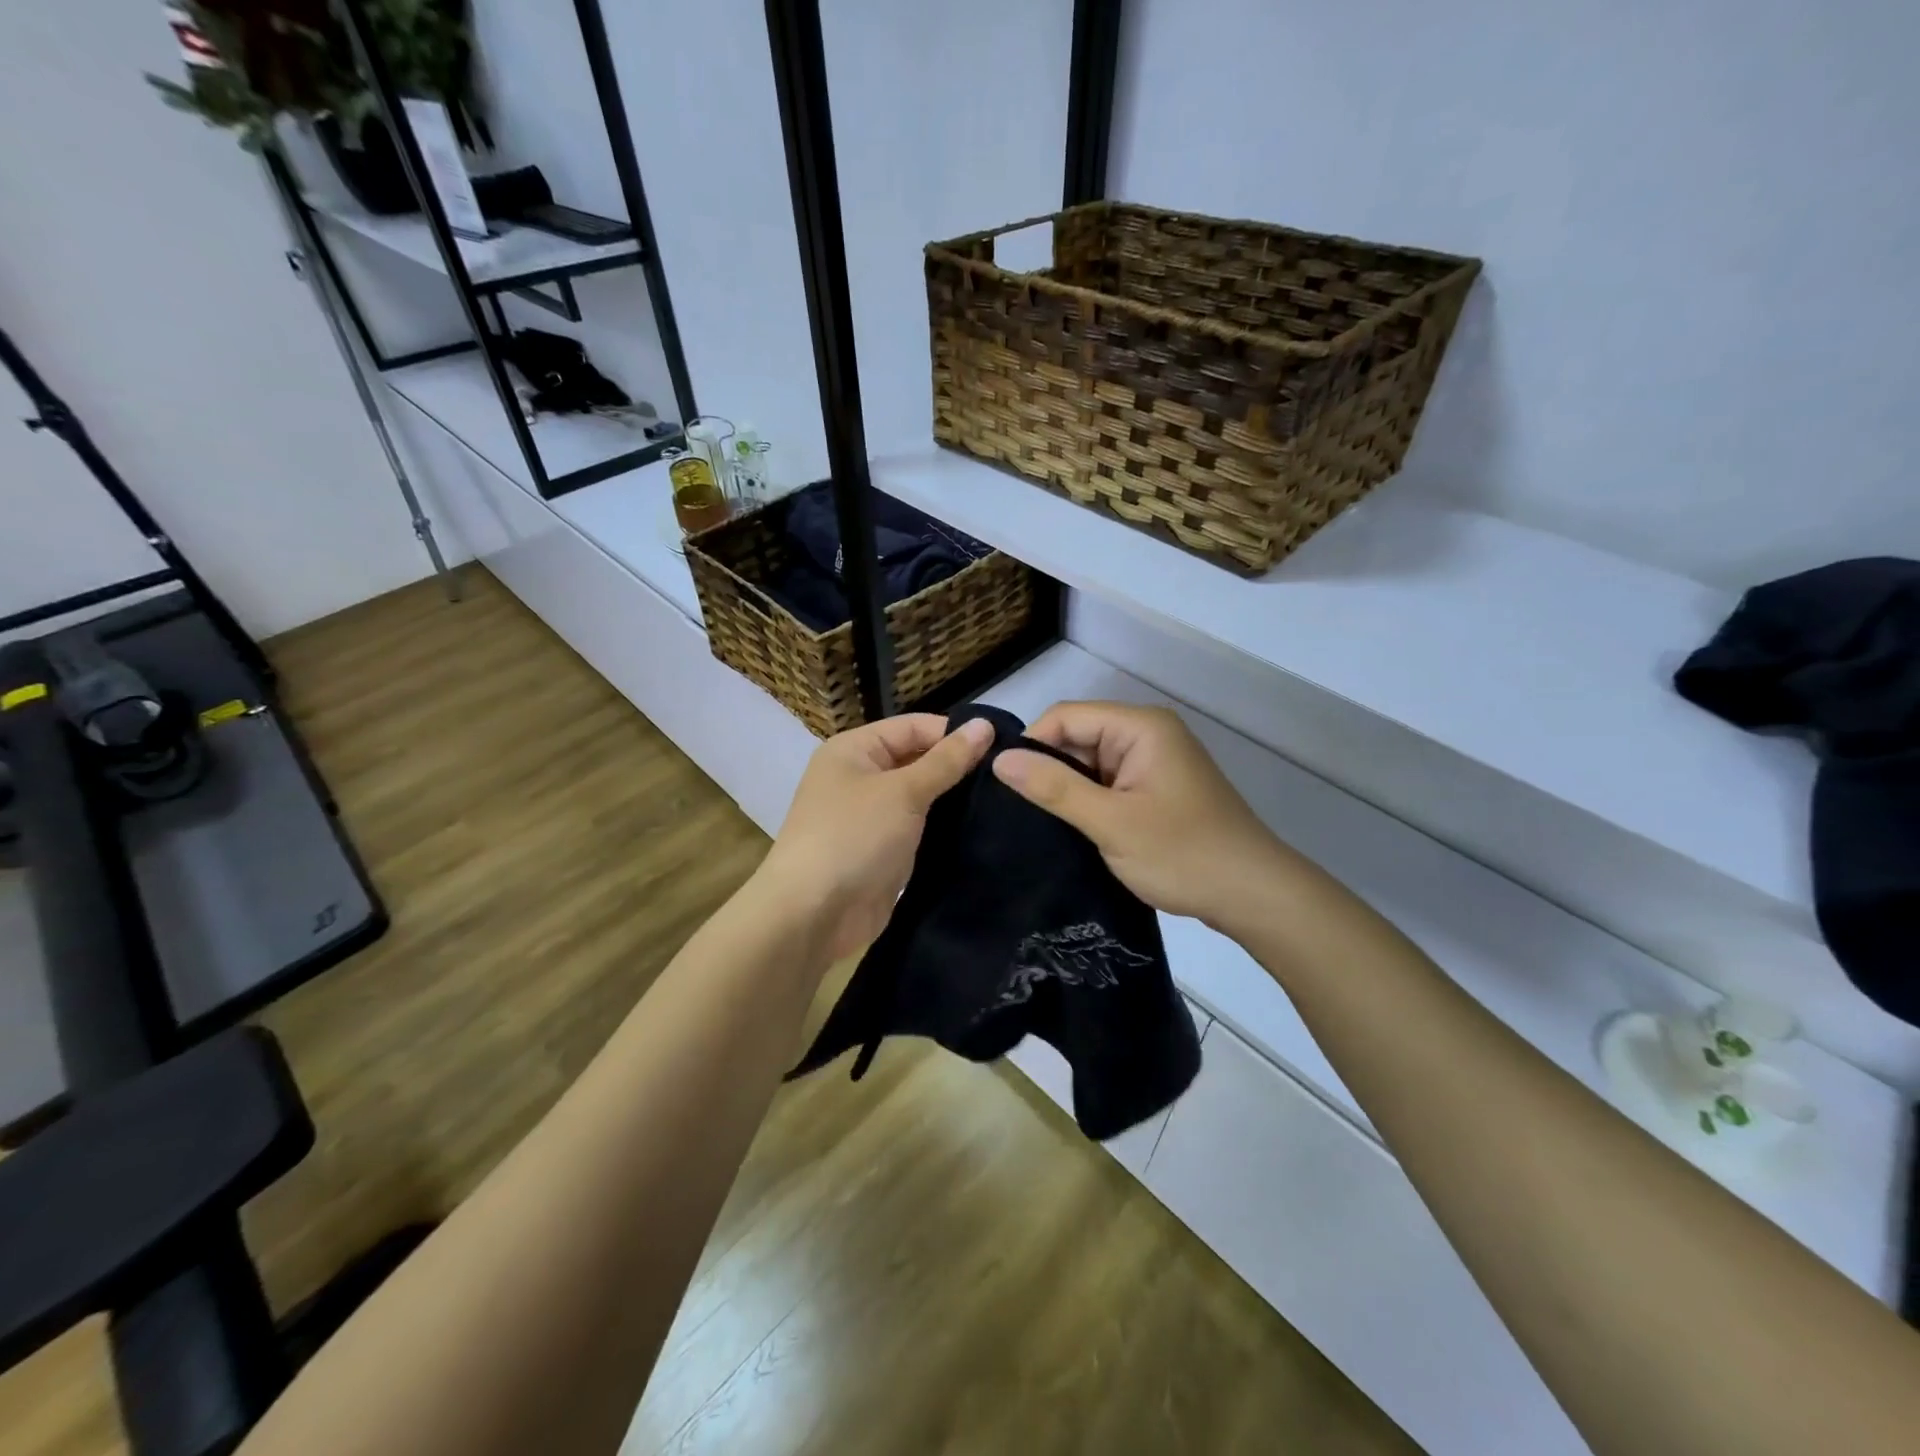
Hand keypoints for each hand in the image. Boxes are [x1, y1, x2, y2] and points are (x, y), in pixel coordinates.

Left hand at [757, 713, 993, 960]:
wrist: (813, 915)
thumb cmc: (854, 837)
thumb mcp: (903, 792)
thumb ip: (946, 760)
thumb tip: (984, 725)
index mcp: (854, 750)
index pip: (913, 727)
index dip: (954, 734)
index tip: (1001, 747)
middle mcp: (860, 778)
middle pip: (917, 760)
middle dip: (957, 767)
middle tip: (1008, 776)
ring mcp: (871, 817)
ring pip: (921, 797)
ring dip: (954, 800)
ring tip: (1004, 801)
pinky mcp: (882, 851)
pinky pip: (918, 829)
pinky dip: (944, 828)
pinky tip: (981, 829)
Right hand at [992, 701, 1294, 931]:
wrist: (1253, 895)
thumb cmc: (1183, 854)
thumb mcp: (1110, 822)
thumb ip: (1054, 787)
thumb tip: (999, 760)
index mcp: (1140, 726)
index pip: (1065, 716)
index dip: (1032, 745)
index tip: (1006, 787)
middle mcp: (1147, 734)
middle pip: (1078, 737)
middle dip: (1049, 769)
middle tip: (1018, 812)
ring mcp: (1154, 762)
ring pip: (1090, 763)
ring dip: (1069, 790)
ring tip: (1039, 822)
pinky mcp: (1156, 788)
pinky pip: (1108, 783)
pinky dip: (1089, 802)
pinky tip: (1071, 828)